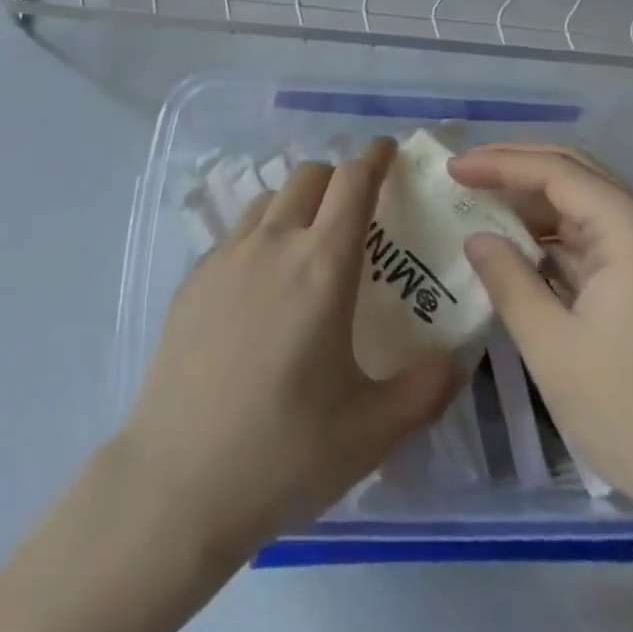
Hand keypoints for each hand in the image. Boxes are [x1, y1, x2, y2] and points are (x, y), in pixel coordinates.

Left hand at [121, 137, 460, 558]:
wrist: (177, 481)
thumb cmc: (283, 452)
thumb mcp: (372, 431)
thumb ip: (426, 388)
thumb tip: (455, 358)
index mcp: (322, 265)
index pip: (353, 182)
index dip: (374, 157)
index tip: (387, 150)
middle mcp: (273, 244)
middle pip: (309, 176)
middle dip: (338, 176)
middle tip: (356, 208)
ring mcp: (226, 257)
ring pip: (269, 198)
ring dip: (297, 201)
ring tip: (308, 241)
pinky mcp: (193, 280)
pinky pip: (236, 233)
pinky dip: (261, 233)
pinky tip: (262, 283)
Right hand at [450, 144, 632, 544]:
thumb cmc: (632, 413)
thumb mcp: (551, 346)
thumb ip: (508, 279)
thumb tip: (477, 237)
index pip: (557, 172)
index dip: (500, 164)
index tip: (453, 169)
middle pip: (575, 175)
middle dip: (516, 169)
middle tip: (464, 174)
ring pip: (585, 206)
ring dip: (534, 203)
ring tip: (481, 205)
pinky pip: (597, 239)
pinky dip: (554, 237)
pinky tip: (519, 246)